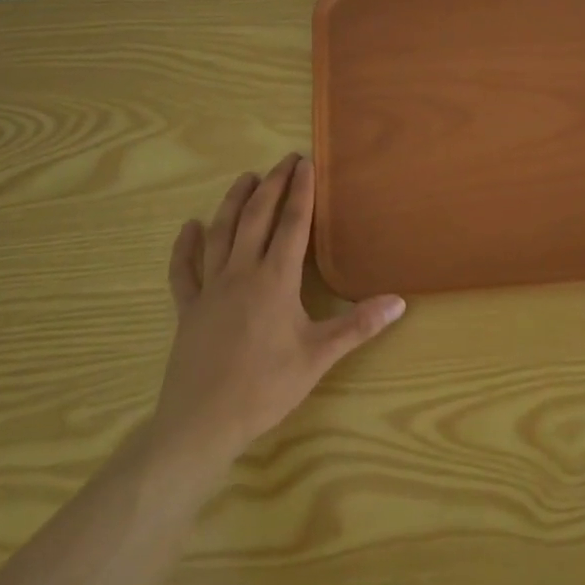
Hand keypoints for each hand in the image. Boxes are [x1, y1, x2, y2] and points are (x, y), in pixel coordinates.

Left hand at [146, 154, 405, 466]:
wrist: (202, 423)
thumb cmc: (265, 387)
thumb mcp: (319, 357)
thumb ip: (358, 325)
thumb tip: (399, 302)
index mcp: (275, 280)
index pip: (292, 224)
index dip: (301, 191)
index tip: (306, 163)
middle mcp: (241, 272)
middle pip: (256, 217)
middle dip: (272, 185)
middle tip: (284, 160)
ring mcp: (210, 288)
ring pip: (221, 233)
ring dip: (233, 202)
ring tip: (246, 178)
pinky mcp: (188, 308)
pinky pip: (184, 270)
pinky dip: (185, 246)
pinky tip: (189, 227)